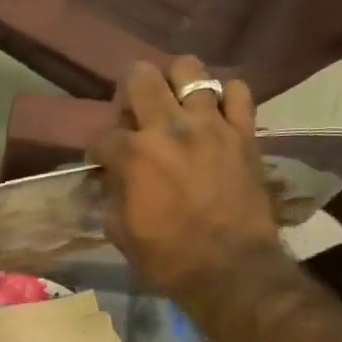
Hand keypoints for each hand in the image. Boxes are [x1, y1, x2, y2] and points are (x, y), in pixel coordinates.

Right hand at [87, 57, 292, 302]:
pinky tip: (216, 114)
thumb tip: (111, 182)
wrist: (232, 270)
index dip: (97, 151)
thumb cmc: (169, 258)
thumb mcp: (121, 233)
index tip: (101, 164)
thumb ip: (112, 198)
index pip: (102, 136)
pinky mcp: (244, 133)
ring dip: (176, 83)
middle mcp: (169, 128)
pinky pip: (238, 92)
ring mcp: (211, 125)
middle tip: (135, 116)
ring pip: (190, 70)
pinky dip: (225, 97)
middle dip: (129, 93)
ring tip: (175, 105)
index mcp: (133, 155)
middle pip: (141, 77)